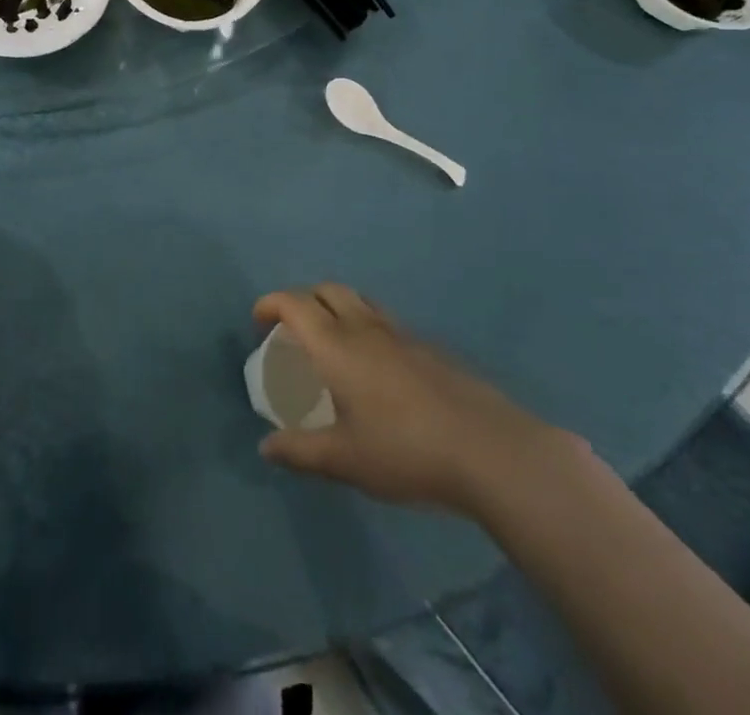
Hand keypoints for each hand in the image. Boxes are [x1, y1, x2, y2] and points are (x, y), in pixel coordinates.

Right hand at [253, 285, 572, 518]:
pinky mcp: (429, 349)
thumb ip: (301, 451)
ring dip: (336, 309)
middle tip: (292, 330)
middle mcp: (365, 327)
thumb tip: (266, 449)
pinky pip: (385, 322)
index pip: (294, 303)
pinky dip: (366, 328)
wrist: (490, 451)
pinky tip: (376, 371)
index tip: (259, 323)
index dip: (270, 304)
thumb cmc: (406, 451)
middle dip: (302, 299)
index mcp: (336, 344)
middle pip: (327, 289)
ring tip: (332, 345)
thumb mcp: (345, 459)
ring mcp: (402, 334)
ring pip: (359, 301)